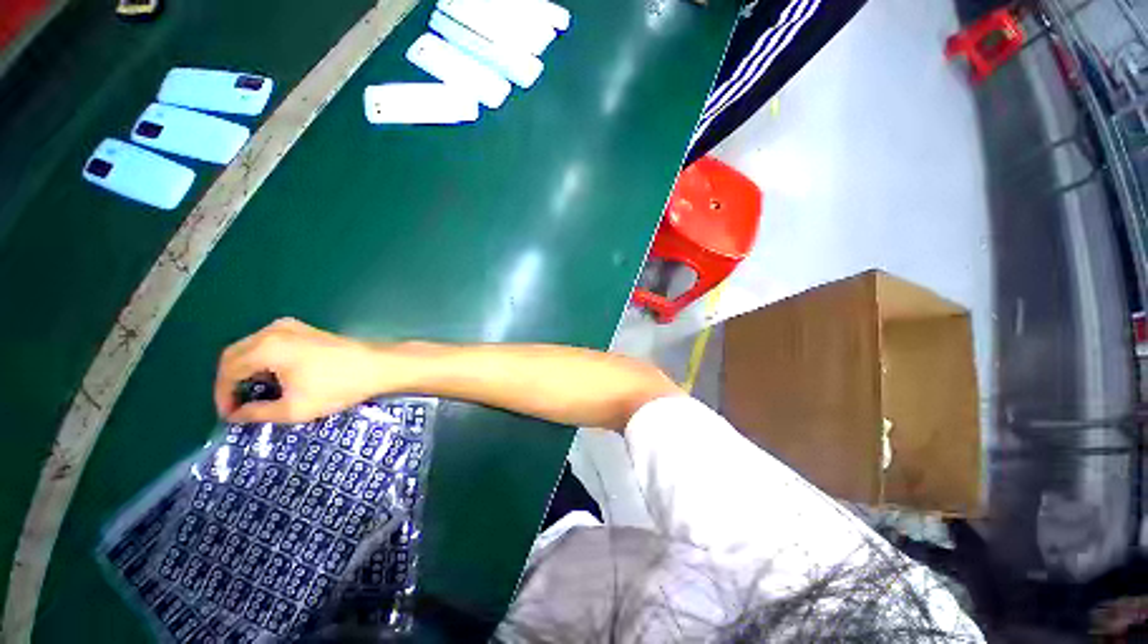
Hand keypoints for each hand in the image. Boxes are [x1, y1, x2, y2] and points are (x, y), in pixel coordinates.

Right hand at [214, 318, 397, 422]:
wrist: (379, 366)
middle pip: (236, 355)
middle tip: (237, 406)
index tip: (229, 416)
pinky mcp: (306, 330)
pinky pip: (271, 343)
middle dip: (231, 382)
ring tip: (254, 395)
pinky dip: (264, 360)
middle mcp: (274, 330)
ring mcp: (292, 326)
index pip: (228, 370)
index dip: (223, 395)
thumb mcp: (294, 409)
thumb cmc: (338, 387)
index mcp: (267, 347)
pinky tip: (275, 378)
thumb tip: (236, 415)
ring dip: (247, 370)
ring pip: (252, 348)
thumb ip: (257, 413)